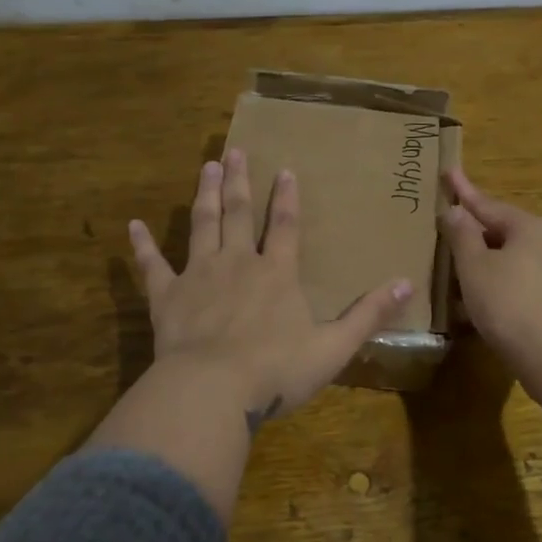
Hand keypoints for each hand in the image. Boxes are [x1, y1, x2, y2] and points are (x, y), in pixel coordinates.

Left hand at [129, 150, 414, 428]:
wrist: (213, 391)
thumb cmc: (276, 371)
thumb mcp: (334, 347)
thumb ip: (369, 314)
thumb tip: (408, 284)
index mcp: (277, 273)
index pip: (284, 225)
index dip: (286, 197)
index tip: (284, 169)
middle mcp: (237, 263)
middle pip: (237, 213)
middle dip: (237, 181)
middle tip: (233, 151)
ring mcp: (198, 276)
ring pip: (202, 225)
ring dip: (203, 194)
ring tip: (205, 166)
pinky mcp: (167, 296)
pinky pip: (152, 265)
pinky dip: (143, 246)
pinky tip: (134, 225)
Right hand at [439, 167, 541, 394]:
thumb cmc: (509, 305)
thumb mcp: (474, 268)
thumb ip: (462, 235)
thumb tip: (455, 210)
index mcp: (530, 226)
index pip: (488, 204)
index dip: (463, 191)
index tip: (449, 171)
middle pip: (504, 231)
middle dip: (476, 233)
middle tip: (450, 232)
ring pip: (515, 259)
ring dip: (488, 264)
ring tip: (462, 275)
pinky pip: (526, 281)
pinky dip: (503, 285)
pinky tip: (487, 302)